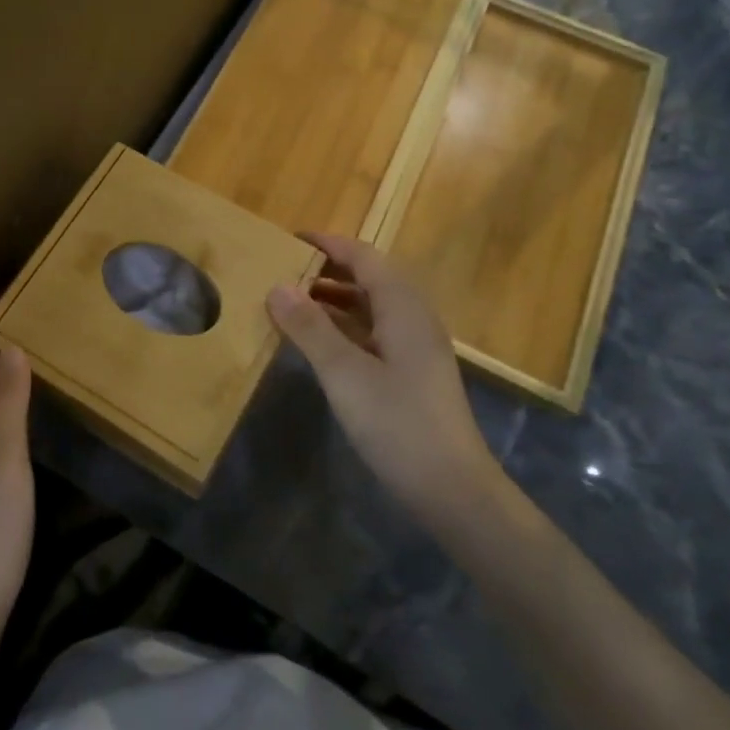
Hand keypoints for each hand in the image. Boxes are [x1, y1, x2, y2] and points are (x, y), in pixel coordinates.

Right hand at [267, 234, 501, 530]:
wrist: (452, 489)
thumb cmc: (398, 423)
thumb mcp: (344, 373)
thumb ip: (310, 328)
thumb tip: (276, 286)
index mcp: (403, 307)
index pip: (364, 257)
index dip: (329, 244)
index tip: (291, 240)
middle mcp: (414, 318)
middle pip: (371, 278)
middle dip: (329, 270)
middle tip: (286, 272)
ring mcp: (416, 347)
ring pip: (373, 307)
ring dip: (337, 299)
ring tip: (295, 303)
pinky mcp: (413, 373)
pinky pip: (376, 332)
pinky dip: (346, 327)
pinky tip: (322, 343)